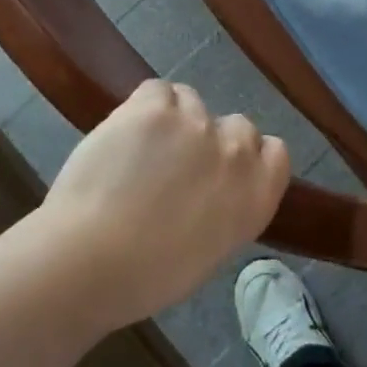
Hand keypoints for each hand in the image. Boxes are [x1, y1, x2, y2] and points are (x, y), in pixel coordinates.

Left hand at [42, 80, 290, 329]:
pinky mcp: (156, 106)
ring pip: (192, 103)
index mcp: (257, 194)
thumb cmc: (149, 276)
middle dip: (210, 139)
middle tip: (176, 164)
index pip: (275, 151)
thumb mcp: (211, 249)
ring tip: (140, 150)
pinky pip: (157, 90)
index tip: (221, 171)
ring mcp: (197, 123)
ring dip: (173, 119)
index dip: (248, 156)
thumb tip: (212, 188)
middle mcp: (237, 152)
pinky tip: (124, 133)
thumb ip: (227, 207)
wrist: (91, 261)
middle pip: (235, 124)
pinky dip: (143, 106)